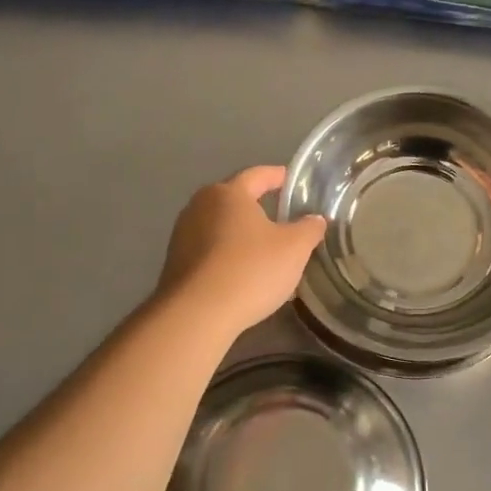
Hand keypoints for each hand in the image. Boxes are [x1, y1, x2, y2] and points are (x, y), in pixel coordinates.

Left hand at [156, 166, 325, 336]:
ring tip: (266, 252)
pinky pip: (210, 252)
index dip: (278, 176)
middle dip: (259, 208)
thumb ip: (309, 228)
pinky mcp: (176, 263)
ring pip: (222, 228)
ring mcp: (183, 235)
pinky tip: (244, 276)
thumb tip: (315, 219)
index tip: (292, 180)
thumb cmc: (250, 270)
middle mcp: (200, 206)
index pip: (258, 175)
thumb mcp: (295, 248)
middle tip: (283, 220)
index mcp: (229, 193)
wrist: (197, 314)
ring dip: (243, 236)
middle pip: (235, 200)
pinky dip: (228, 257)